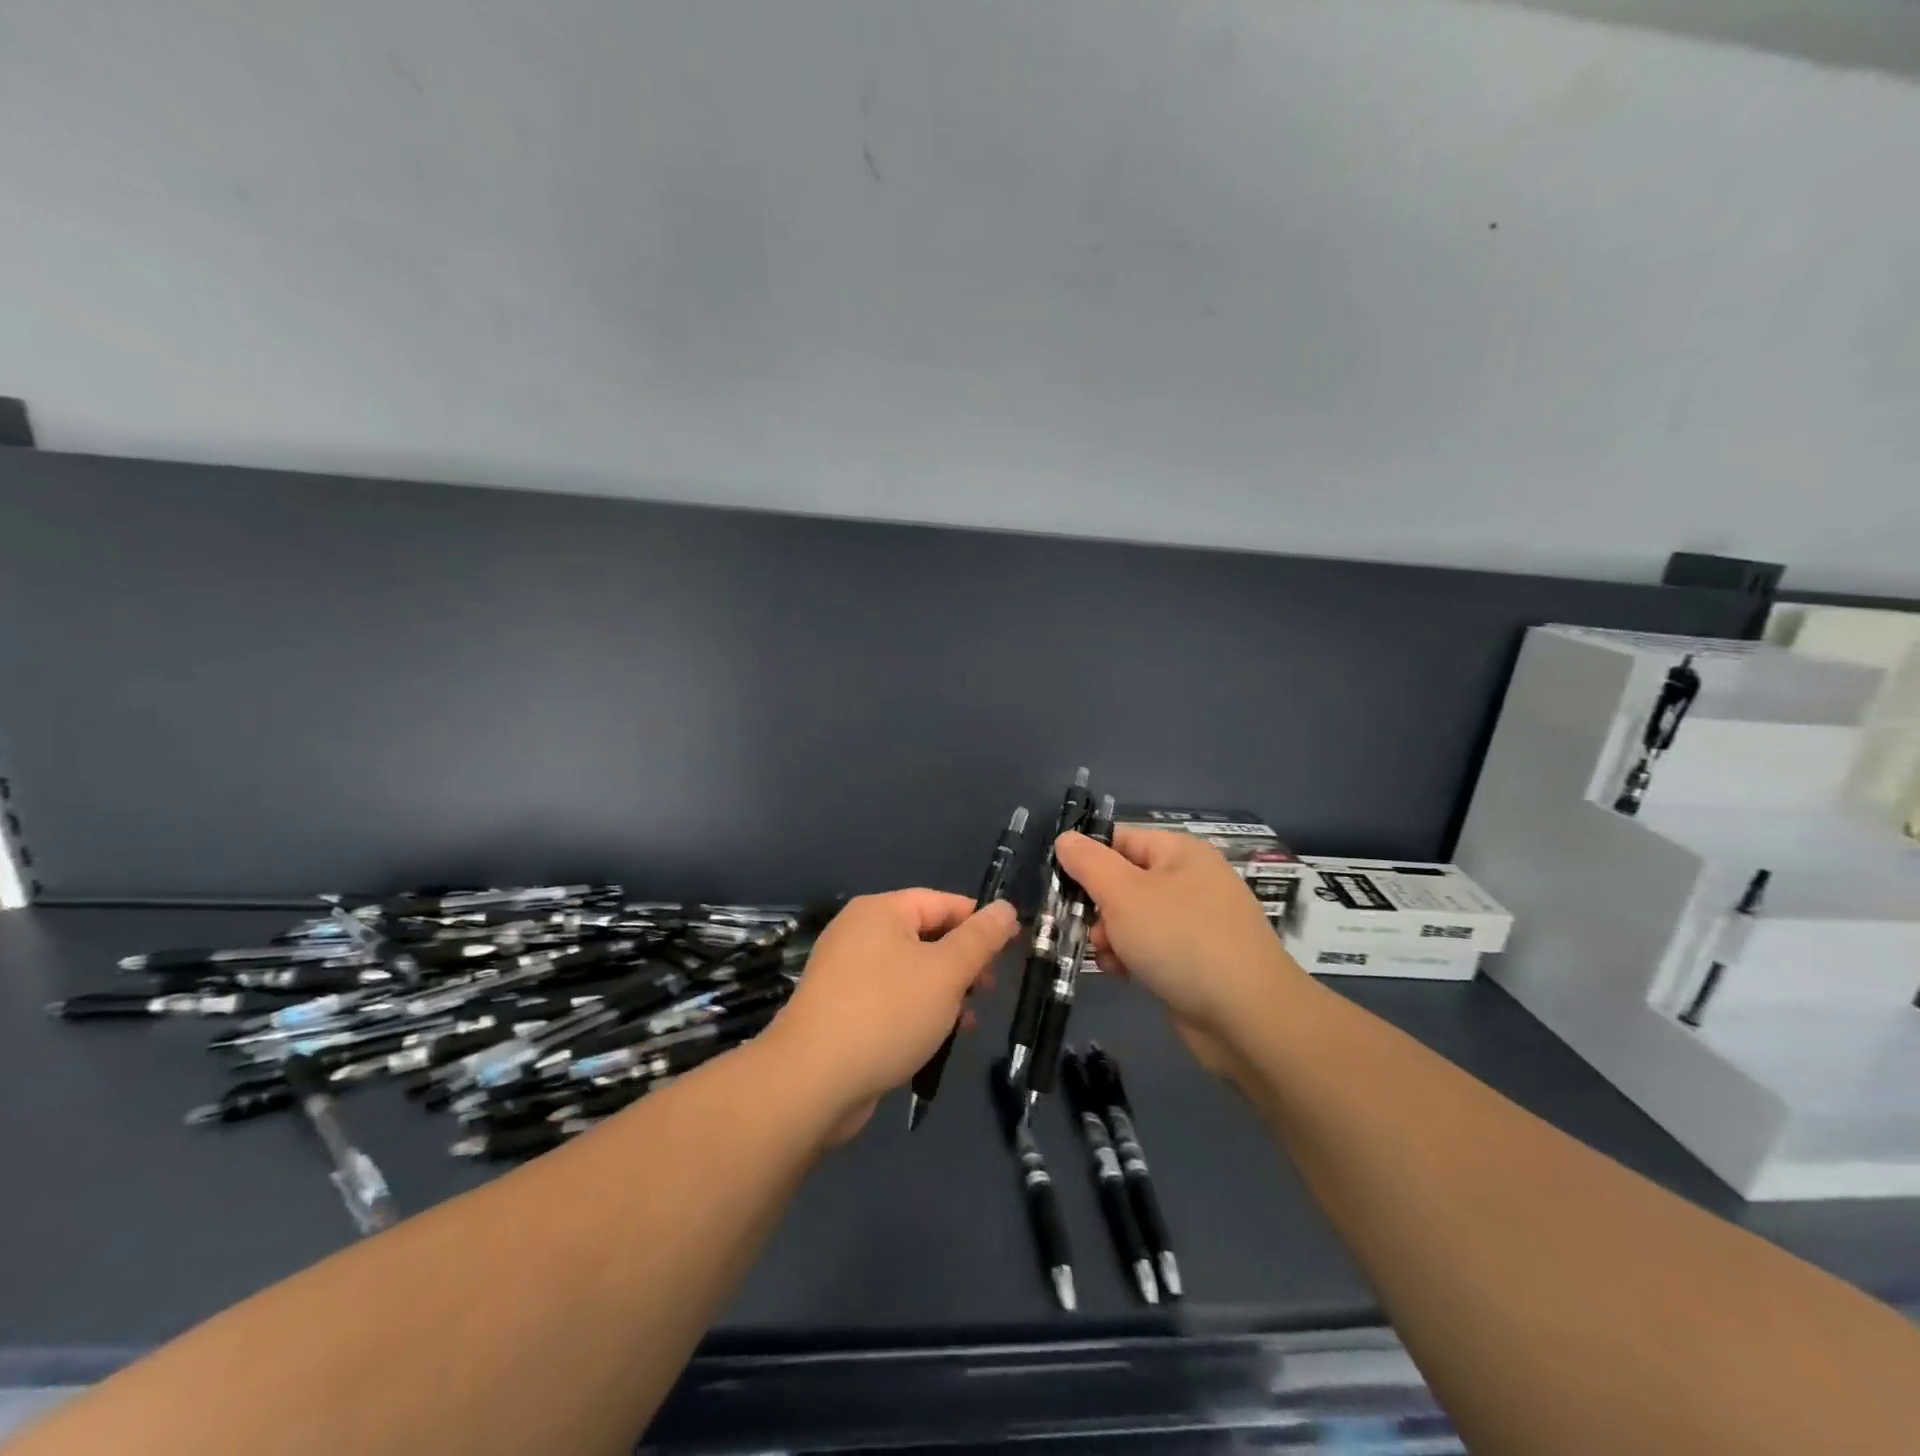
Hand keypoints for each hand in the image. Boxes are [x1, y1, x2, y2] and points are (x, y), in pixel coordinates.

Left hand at [762, 890, 1018, 1141]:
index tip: (1013, 949)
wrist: (811, 1081)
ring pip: (910, 971)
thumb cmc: (887, 1013)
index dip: (980, 922)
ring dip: (944, 992)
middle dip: (963, 963)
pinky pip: (890, 999)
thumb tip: (1006, 908)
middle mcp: (859, 933)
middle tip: (989, 991)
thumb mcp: (946, 972)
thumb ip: (980, 939)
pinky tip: (935, 1040)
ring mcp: (846, 972)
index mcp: (881, 911)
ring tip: (967, 1022)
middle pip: (926, 936)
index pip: (943, 902)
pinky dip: (917, 1011)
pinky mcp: (840, 1010)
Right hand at [1054, 827, 1306, 1070]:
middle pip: (1125, 881)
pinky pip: (1154, 947)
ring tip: (1109, 960)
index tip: (1062, 888)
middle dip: (1099, 907)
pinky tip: (1125, 977)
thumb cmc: (1180, 941)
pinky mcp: (1200, 959)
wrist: (1248, 1017)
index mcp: (1180, 852)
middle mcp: (1192, 880)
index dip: (1088, 860)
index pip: (1120, 840)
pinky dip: (1134, 958)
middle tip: (1086, 931)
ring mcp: (1199, 921)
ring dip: (1112, 937)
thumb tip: (1066, 838)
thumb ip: (1088, 863)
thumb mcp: (1123, 894)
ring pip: (1136, 918)